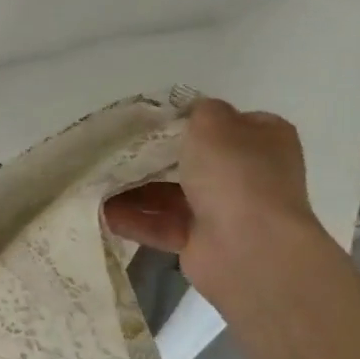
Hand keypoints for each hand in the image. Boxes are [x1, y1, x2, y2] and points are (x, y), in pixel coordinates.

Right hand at [104, 97, 324, 302]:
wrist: (249, 247)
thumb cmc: (235, 174)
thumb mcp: (214, 124)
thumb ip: (199, 111)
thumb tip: (193, 113)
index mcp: (263, 140)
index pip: (226, 123)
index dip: (192, 119)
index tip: (153, 121)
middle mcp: (248, 174)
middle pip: (193, 160)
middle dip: (153, 157)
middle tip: (114, 150)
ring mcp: (225, 210)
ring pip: (172, 194)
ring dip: (135, 189)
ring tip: (97, 181)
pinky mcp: (201, 242)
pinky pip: (162, 224)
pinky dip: (134, 219)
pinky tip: (101, 212)